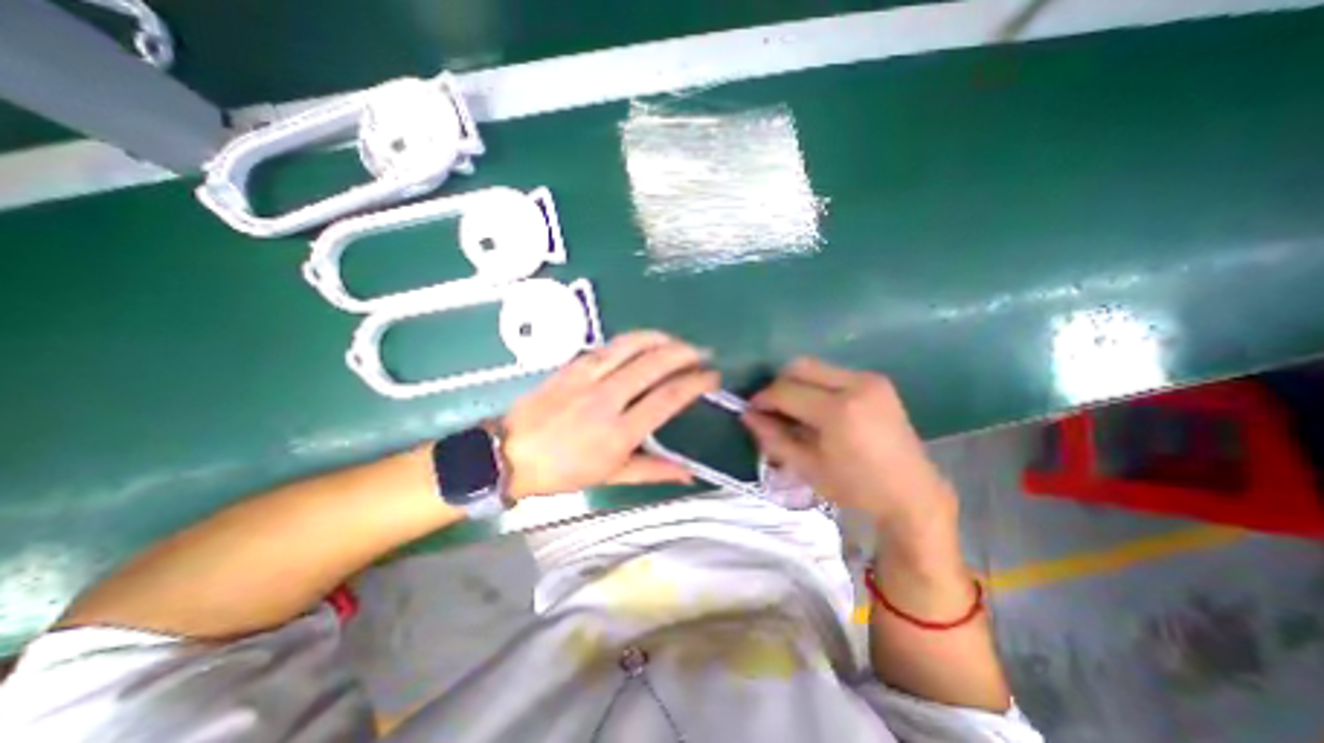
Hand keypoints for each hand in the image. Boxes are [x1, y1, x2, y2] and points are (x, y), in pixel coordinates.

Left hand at [504, 330, 720, 498]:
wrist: (510, 453)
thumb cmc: (563, 471)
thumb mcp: (611, 476)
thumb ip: (654, 471)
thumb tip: (689, 474)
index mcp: (619, 433)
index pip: (668, 398)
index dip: (695, 384)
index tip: (711, 377)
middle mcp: (607, 399)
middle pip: (654, 365)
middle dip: (684, 354)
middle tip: (701, 353)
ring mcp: (587, 378)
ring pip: (631, 347)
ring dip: (660, 339)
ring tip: (677, 341)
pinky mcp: (572, 366)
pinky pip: (608, 346)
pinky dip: (632, 340)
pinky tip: (644, 341)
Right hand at [744, 354, 950, 538]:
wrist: (911, 493)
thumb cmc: (855, 487)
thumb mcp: (807, 467)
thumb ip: (773, 437)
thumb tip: (746, 415)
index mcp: (839, 411)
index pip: (786, 391)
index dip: (763, 398)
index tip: (751, 410)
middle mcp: (856, 385)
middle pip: (799, 366)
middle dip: (778, 385)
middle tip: (772, 408)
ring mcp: (870, 379)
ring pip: (815, 367)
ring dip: (797, 384)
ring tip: (794, 410)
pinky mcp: (877, 381)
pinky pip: (833, 373)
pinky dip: (816, 386)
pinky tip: (817, 409)